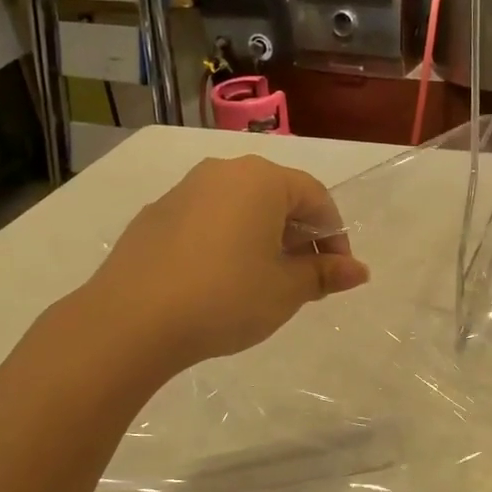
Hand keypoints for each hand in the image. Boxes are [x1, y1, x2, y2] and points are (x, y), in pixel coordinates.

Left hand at [87, 155, 368, 373]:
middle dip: (298, 236)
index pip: (316, 197)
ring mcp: (183, 191)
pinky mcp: (155, 216)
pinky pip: (207, 221)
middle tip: (302, 279)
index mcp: (261, 179)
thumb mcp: (286, 290)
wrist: (132, 319)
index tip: (335, 274)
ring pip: (239, 208)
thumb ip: (324, 274)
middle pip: (277, 197)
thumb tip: (359, 270)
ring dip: (261, 238)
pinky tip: (219, 281)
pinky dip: (226, 242)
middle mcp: (222, 172)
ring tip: (262, 282)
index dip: (334, 236)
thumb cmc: (226, 297)